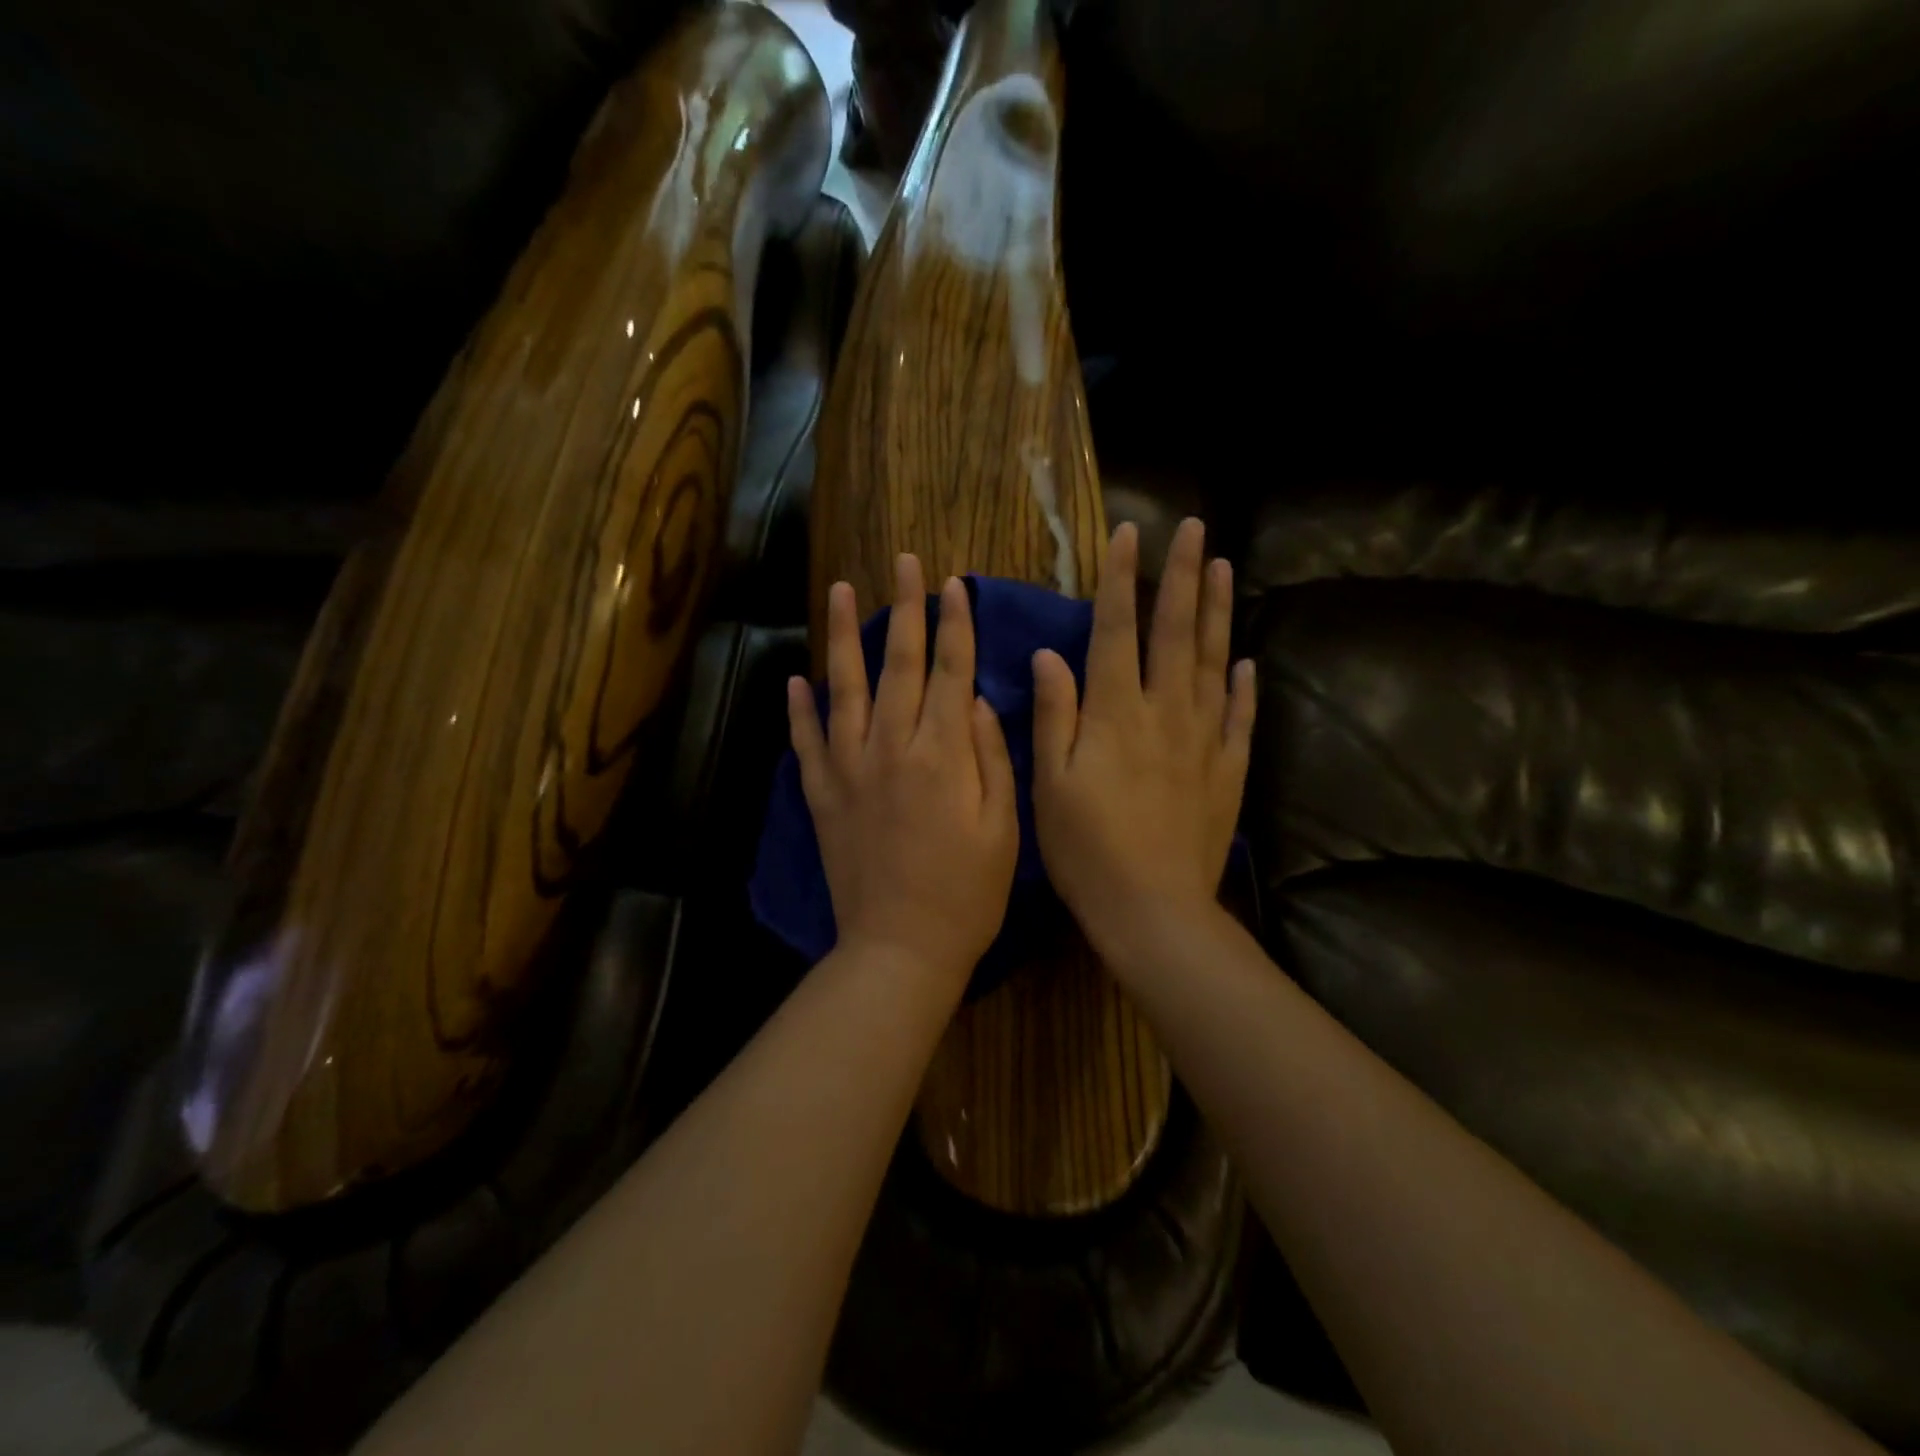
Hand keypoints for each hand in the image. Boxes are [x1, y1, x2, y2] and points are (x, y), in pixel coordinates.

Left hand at [788, 555, 1019, 986]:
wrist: (900, 948)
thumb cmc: (968, 894)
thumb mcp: (1004, 828)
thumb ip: (992, 757)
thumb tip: (979, 702)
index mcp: (943, 754)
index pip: (952, 671)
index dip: (955, 624)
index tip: (954, 584)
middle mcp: (891, 747)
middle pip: (900, 664)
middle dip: (905, 609)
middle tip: (904, 563)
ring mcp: (848, 769)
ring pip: (844, 687)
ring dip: (843, 636)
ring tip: (841, 590)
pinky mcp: (821, 795)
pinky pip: (806, 741)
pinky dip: (799, 709)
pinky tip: (795, 679)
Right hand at [1031, 519, 1255, 960]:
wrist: (1152, 909)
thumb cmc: (1086, 848)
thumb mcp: (1050, 782)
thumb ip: (1054, 713)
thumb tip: (1048, 655)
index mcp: (1116, 712)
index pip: (1118, 629)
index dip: (1123, 579)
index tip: (1131, 534)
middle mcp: (1165, 713)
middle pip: (1177, 632)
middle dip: (1185, 576)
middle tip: (1196, 529)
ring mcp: (1204, 740)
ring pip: (1213, 663)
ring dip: (1218, 613)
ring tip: (1225, 569)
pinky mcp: (1228, 772)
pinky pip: (1239, 718)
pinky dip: (1243, 686)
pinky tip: (1246, 661)